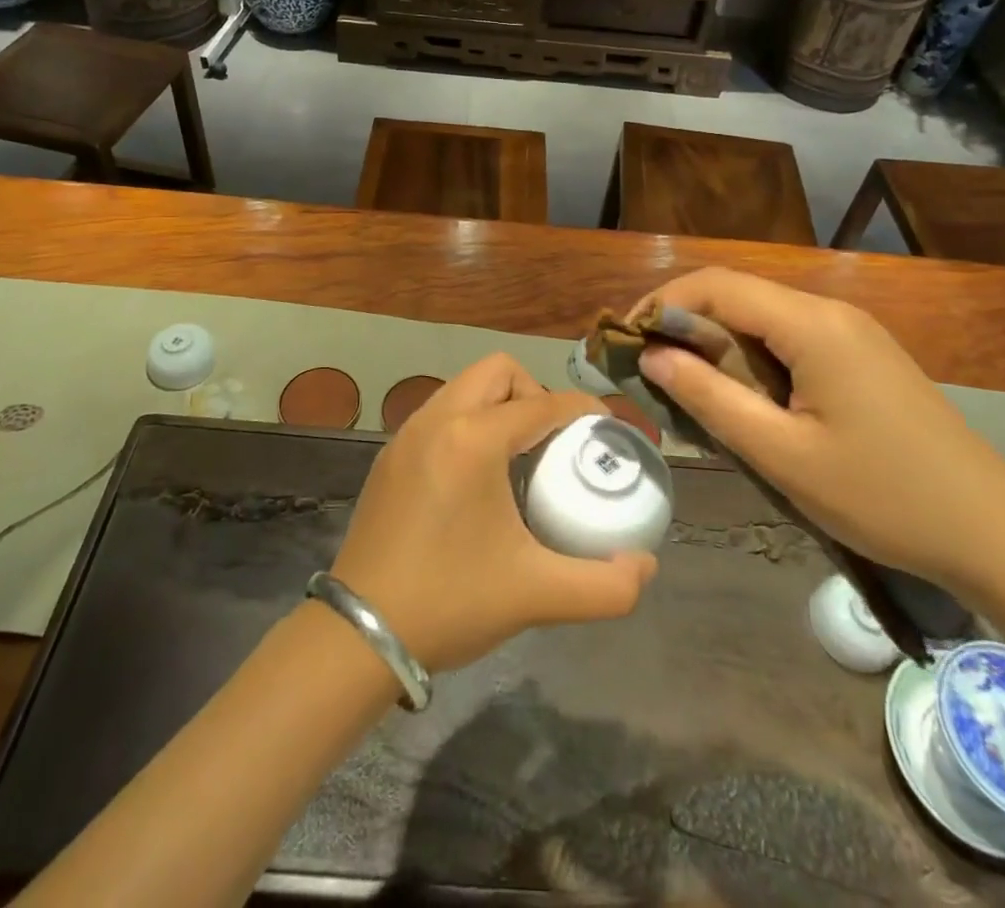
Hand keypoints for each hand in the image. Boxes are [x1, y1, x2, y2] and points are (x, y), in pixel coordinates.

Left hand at [329, 354, 657, 671]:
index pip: (542, 403)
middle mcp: (437, 420)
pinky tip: (478, 477)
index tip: (605, 428)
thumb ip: (605, 586)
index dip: (582, 409)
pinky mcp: (389, 456)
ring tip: (520, 456)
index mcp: (473, 440)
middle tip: (554, 441)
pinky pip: (441, 413)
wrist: (360, 634)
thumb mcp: (537, 595)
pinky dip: (469, 422)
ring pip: (464, 387)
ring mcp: (406, 434)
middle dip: (534, 392)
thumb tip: (645, 566)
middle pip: (497, 371)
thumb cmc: (451, 602)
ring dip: (499, 404)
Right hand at [634, 269, 1004, 600]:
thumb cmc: (883, 497)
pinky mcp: (861, 357)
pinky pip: (789, 341)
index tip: (624, 341)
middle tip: (648, 372)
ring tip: (685, 389)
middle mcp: (831, 313)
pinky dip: (749, 359)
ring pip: (761, 319)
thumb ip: (710, 398)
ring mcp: (851, 333)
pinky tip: (741, 400)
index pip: (716, 285)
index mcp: (812, 325)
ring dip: (715, 345)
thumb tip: (651, 355)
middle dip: (683, 324)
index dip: (661, 304)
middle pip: (737, 296)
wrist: (994, 533)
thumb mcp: (782, 454)